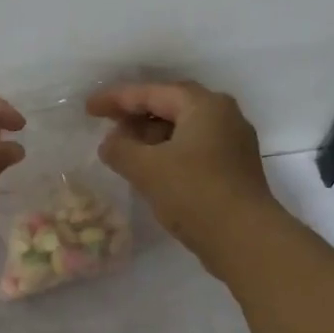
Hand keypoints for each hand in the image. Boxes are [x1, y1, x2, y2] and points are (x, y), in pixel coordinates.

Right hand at [86, 80, 282, 270]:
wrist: (245, 240)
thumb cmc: (194, 194)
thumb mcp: (147, 169)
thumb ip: (120, 149)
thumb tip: (110, 143)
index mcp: (204, 106)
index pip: (152, 92)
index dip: (116, 99)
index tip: (89, 108)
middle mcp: (223, 116)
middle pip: (171, 106)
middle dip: (136, 115)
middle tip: (106, 124)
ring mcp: (232, 143)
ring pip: (183, 129)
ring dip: (151, 136)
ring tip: (123, 149)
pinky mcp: (233, 169)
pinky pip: (193, 149)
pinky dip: (167, 153)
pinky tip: (149, 169)